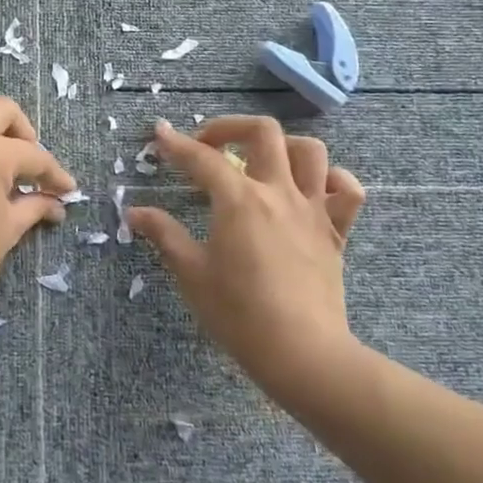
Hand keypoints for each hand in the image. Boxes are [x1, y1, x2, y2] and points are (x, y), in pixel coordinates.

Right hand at [126, 117, 365, 406]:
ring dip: (281, 147)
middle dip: (230, 128)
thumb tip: (135, 212)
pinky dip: (332, 180)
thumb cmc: (239, 314)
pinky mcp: (337, 232)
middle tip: (208, 147)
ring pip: (310, 151)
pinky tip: (311, 191)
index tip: (160, 134)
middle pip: (263, 132)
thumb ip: (164, 234)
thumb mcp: (191, 274)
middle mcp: (278, 192)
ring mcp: (313, 209)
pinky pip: (347, 191)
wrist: (303, 354)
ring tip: (259, 163)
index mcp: (239, 200)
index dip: (176, 144)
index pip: (202, 159)